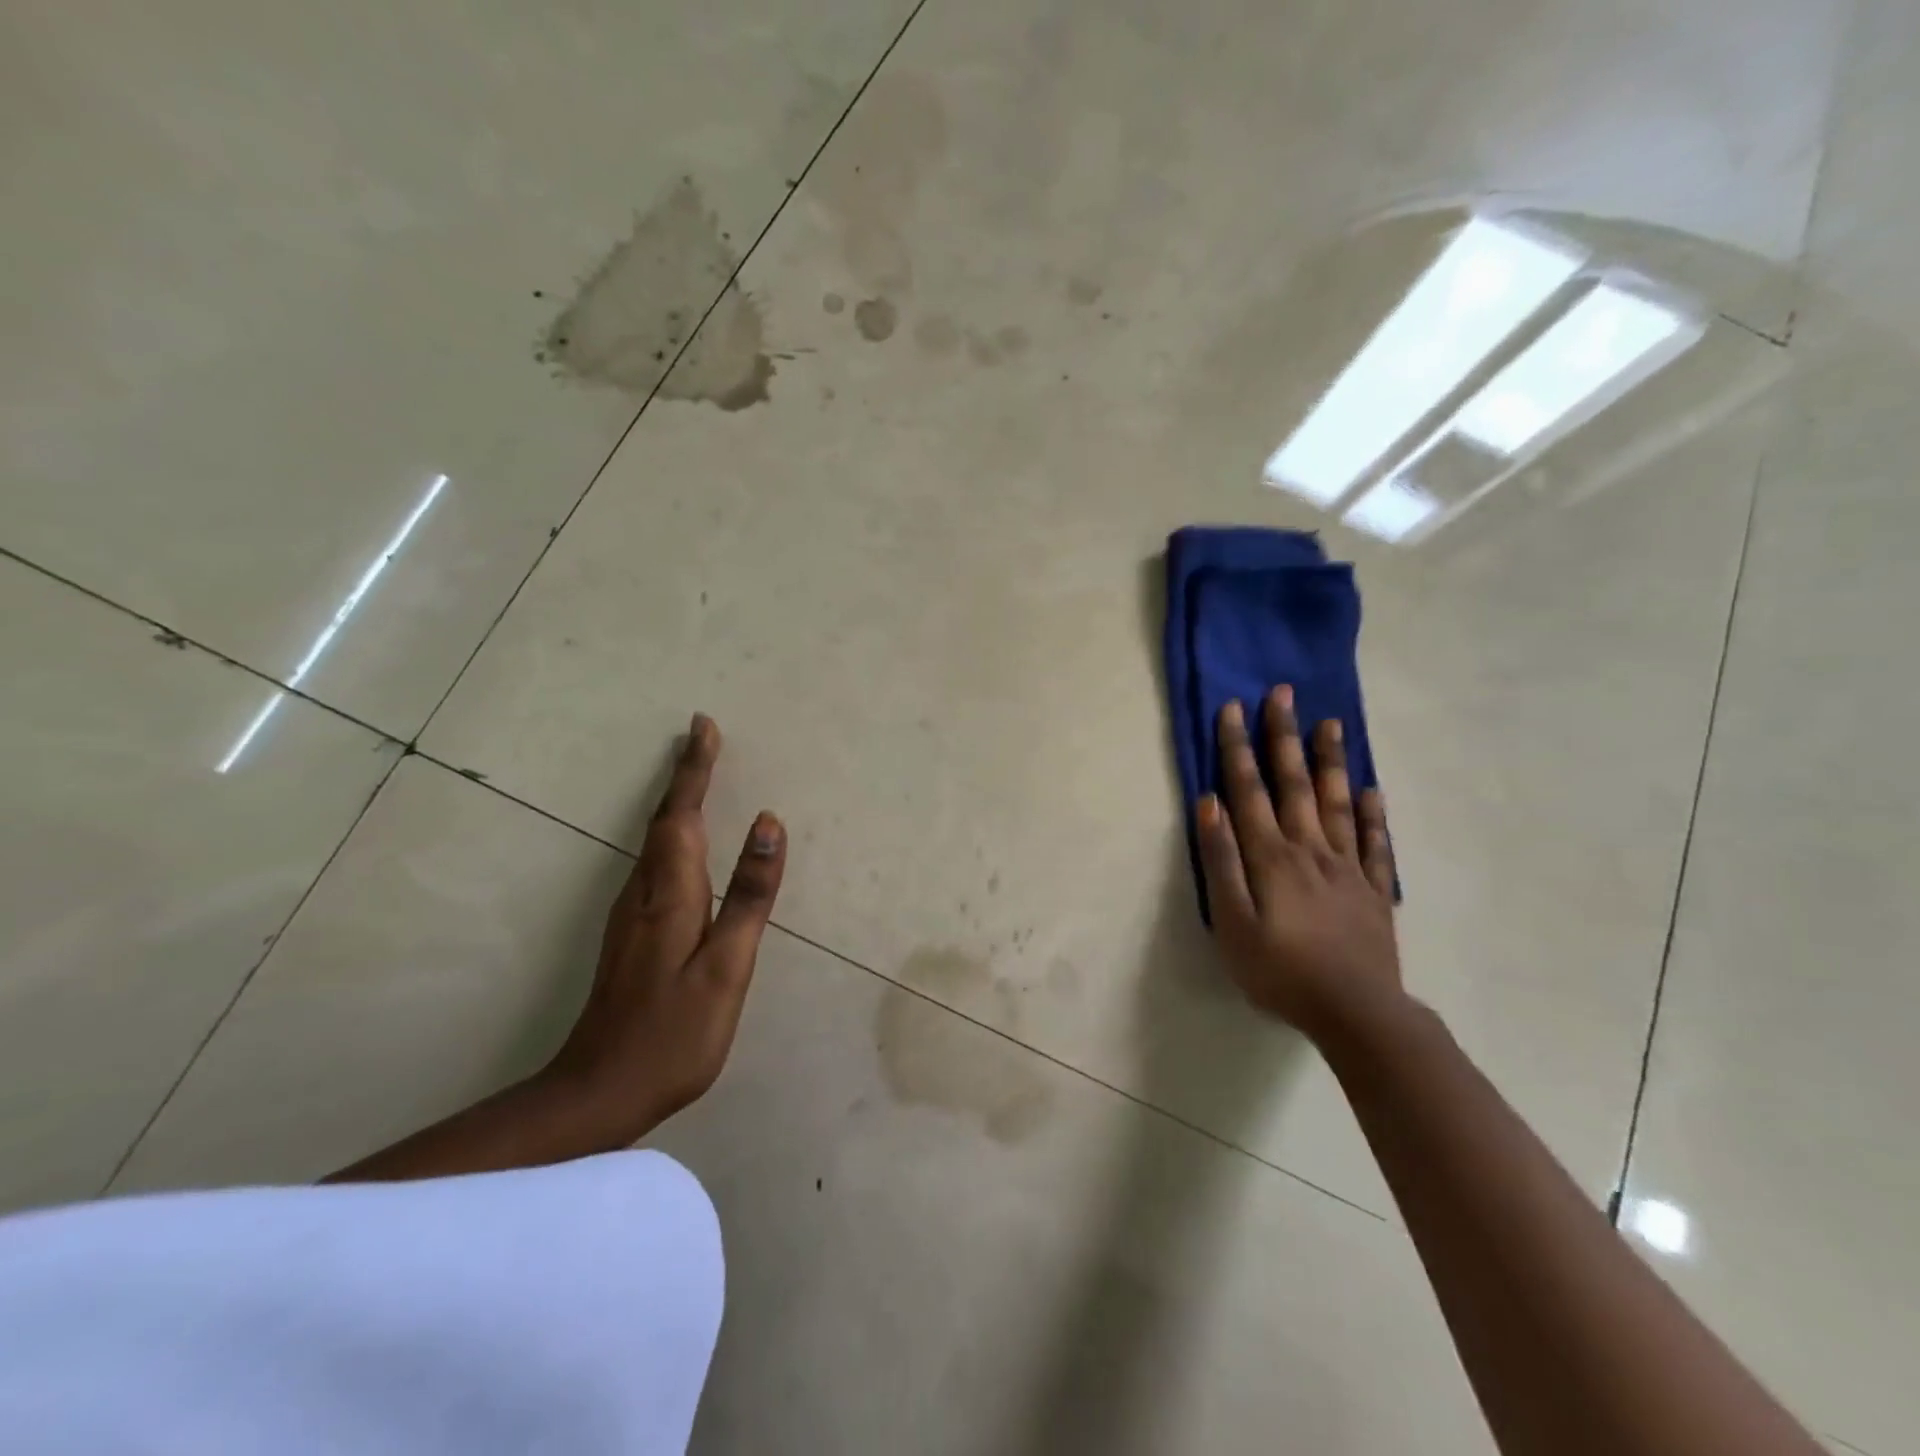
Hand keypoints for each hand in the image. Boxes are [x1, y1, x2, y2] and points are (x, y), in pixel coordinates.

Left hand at [547, 714, 785, 1141]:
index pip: (684, 815)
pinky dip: (674, 834)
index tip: (704, 727)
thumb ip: (749, 895)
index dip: (696, 770)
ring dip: (678, 802)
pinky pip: (656, 863)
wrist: (598, 1093)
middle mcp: (644, 893)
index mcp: (670, 895)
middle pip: (666, 820)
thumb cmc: (673, 1034)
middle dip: (686, 776)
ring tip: (697, 776)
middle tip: (704, 738)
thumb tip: (770, 823)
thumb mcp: (725, 967)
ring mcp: (631, 915)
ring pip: (657, 841)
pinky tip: (684, 843)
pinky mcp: (631, 934)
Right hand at [1196, 687, 1401, 1041]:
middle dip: (1284, 737)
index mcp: (1272, 856)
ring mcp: (1347, 867)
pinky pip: (1375, 844)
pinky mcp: (1373, 891)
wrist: (1356, 1012)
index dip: (1238, 748)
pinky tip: (1372, 792)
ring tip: (1330, 724)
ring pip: (1337, 803)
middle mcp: (1310, 849)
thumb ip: (1221, 862)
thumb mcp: (1232, 923)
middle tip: (1284, 694)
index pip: (1249, 790)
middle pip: (1295, 783)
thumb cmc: (1280, 971)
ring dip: (1331, 761)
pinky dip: (1373, 815)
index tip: (1233, 708)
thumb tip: (1209, 806)